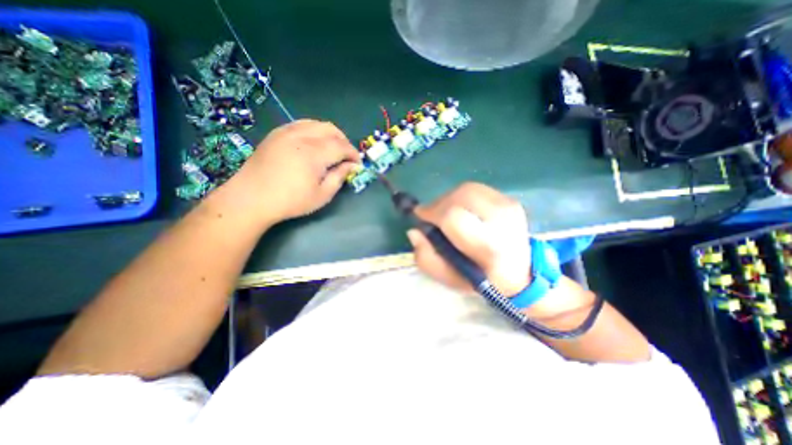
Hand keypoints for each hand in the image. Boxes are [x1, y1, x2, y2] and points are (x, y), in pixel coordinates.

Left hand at [220, 118, 359, 224]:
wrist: (251, 198)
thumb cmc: (291, 201)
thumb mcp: (322, 195)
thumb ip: (340, 177)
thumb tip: (352, 166)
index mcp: (314, 153)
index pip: (342, 146)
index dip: (353, 154)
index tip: (357, 165)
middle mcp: (302, 136)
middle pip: (331, 129)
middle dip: (344, 141)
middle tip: (346, 157)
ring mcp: (287, 132)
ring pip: (317, 123)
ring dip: (330, 134)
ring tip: (332, 149)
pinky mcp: (277, 133)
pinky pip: (302, 124)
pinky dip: (314, 131)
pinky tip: (314, 144)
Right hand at [407, 183, 530, 296]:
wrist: (522, 272)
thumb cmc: (483, 280)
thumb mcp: (450, 279)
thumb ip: (426, 258)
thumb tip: (414, 231)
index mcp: (488, 246)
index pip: (453, 217)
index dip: (432, 213)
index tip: (420, 217)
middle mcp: (502, 221)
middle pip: (460, 196)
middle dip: (438, 204)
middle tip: (431, 216)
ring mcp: (508, 206)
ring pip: (467, 189)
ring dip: (449, 199)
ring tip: (445, 213)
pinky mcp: (509, 199)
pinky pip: (476, 189)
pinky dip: (461, 196)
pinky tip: (461, 209)